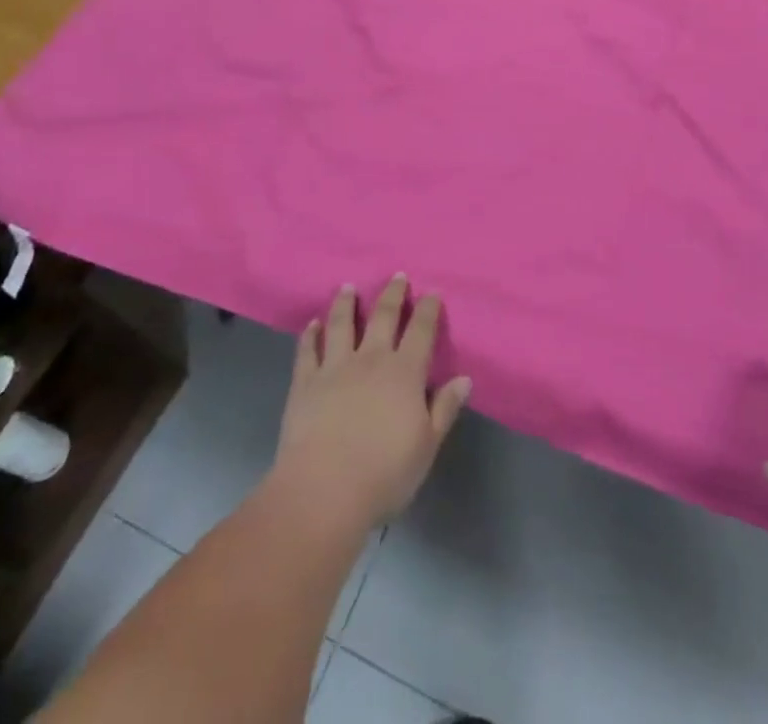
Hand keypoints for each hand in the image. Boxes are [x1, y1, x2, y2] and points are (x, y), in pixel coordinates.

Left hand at [272, 275, 472, 532]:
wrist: (323, 492)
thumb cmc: (384, 474)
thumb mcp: (426, 446)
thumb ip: (444, 408)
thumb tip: (464, 378)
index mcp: (404, 373)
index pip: (421, 331)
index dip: (428, 309)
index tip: (433, 292)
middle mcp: (370, 359)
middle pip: (382, 316)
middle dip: (392, 294)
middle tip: (397, 276)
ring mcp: (334, 367)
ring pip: (341, 324)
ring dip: (346, 303)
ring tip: (347, 287)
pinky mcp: (304, 382)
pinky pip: (307, 350)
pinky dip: (310, 334)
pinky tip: (311, 324)